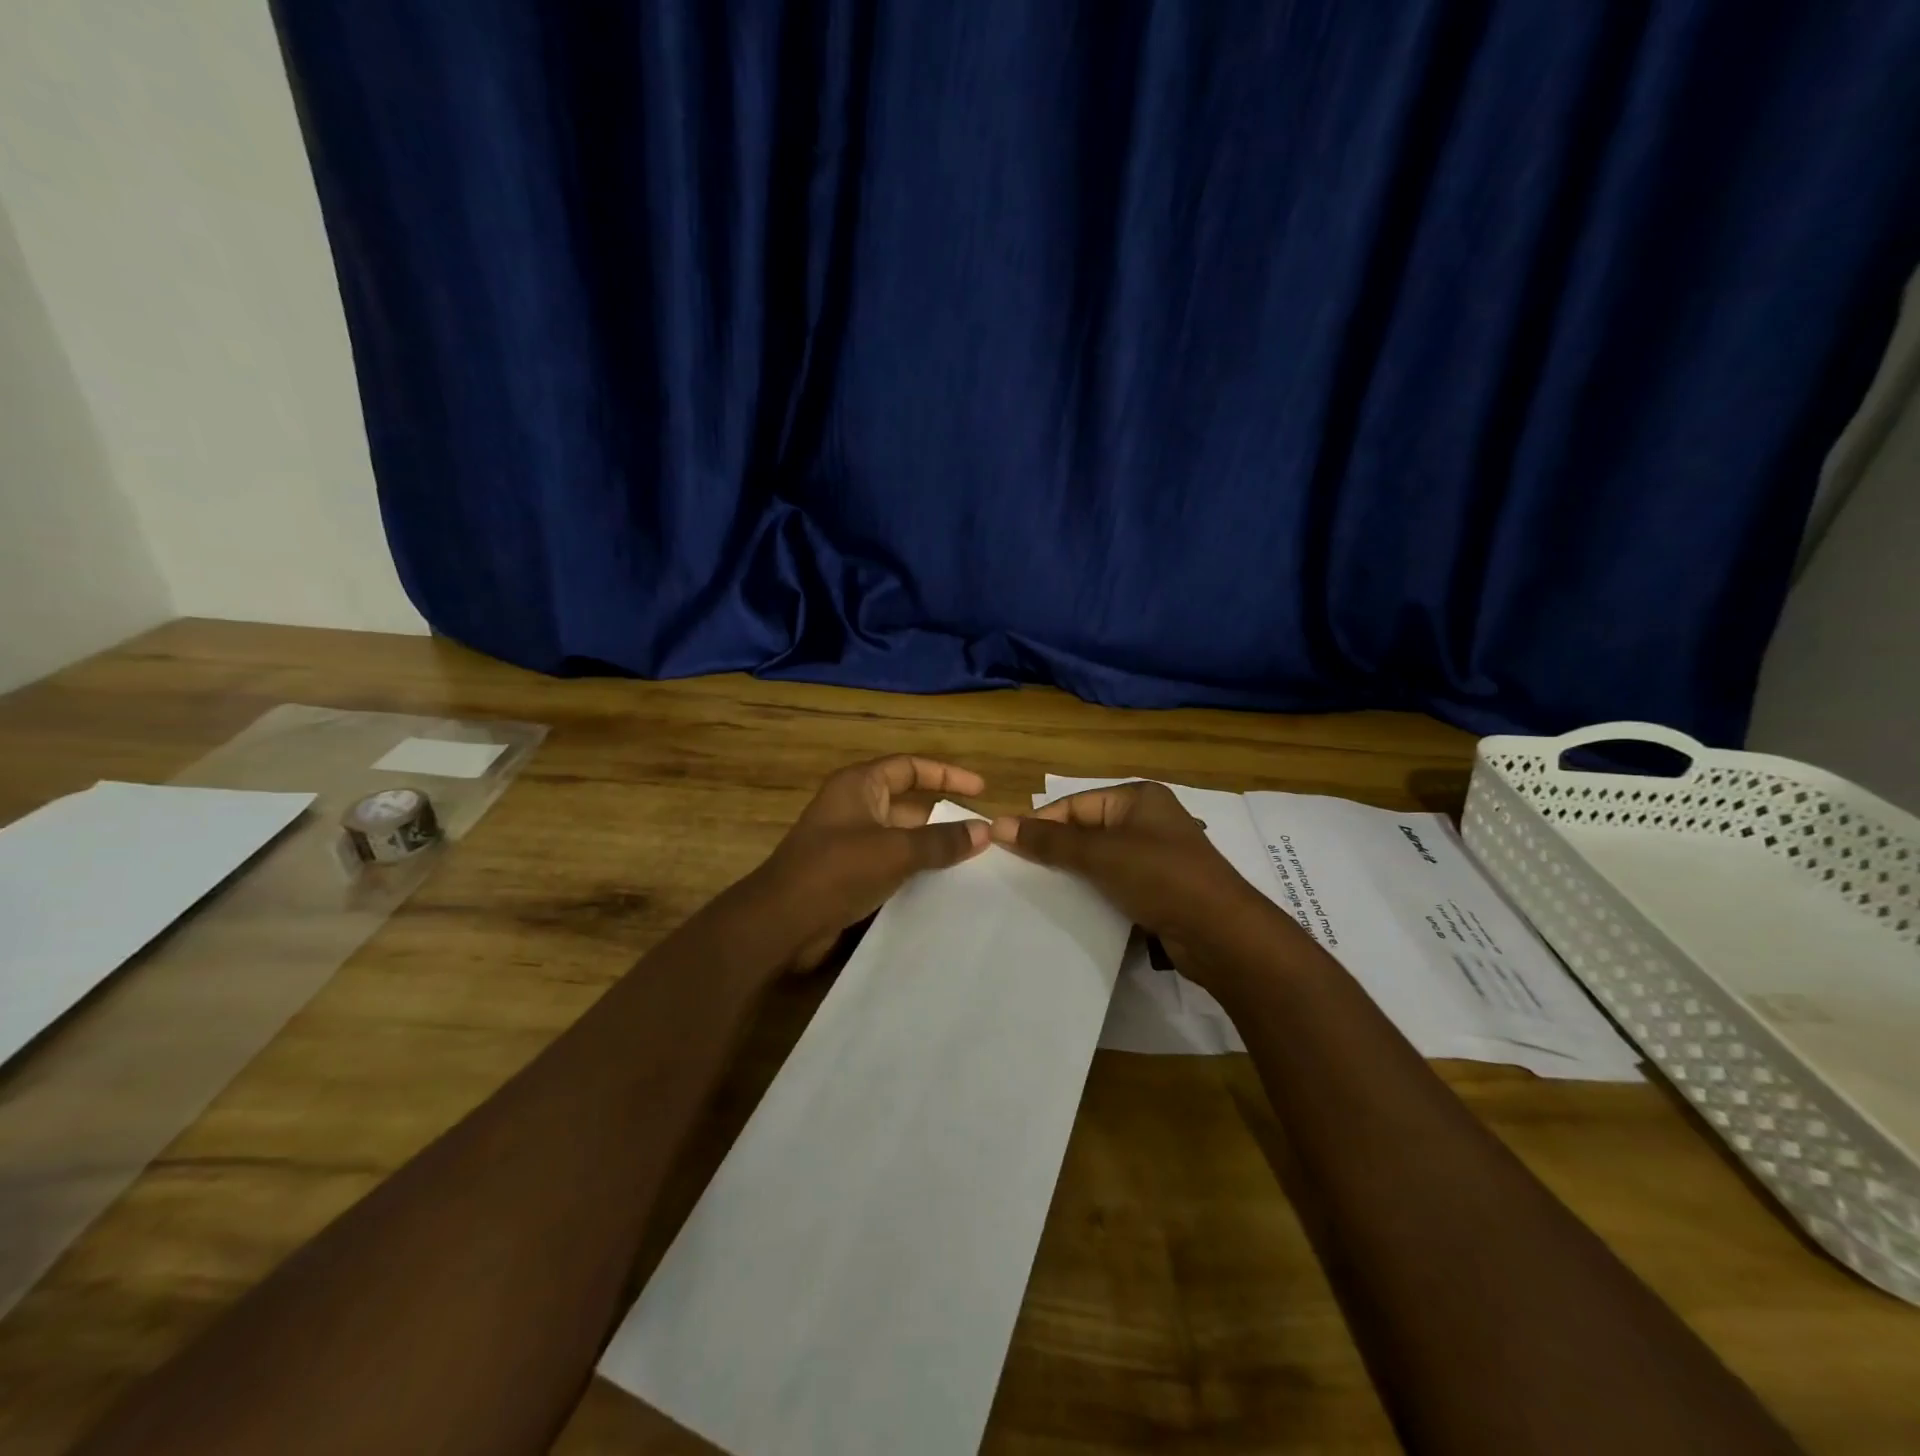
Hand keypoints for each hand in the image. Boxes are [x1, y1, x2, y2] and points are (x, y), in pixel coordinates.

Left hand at [756, 756, 990, 969]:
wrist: (781, 923)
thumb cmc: (836, 871)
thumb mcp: (894, 851)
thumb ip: (940, 841)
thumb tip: (984, 831)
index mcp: (859, 786)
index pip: (910, 767)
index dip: (947, 774)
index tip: (981, 790)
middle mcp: (854, 807)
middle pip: (908, 803)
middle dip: (944, 817)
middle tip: (983, 835)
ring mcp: (849, 842)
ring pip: (901, 837)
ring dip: (931, 847)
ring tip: (972, 862)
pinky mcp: (848, 873)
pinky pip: (890, 863)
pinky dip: (915, 869)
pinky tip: (942, 886)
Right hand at [988, 781, 1285, 988]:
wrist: (1222, 933)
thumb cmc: (1160, 877)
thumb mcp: (1100, 855)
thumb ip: (1050, 842)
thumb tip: (998, 824)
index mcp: (1138, 797)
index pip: (1075, 804)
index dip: (1041, 824)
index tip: (1005, 847)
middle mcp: (1147, 819)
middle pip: (1086, 830)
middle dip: (1054, 850)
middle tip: (1017, 872)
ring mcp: (1156, 854)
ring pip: (1099, 858)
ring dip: (1072, 873)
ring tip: (1037, 891)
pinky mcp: (1159, 886)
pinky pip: (1115, 881)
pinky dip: (1094, 891)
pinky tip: (1071, 907)